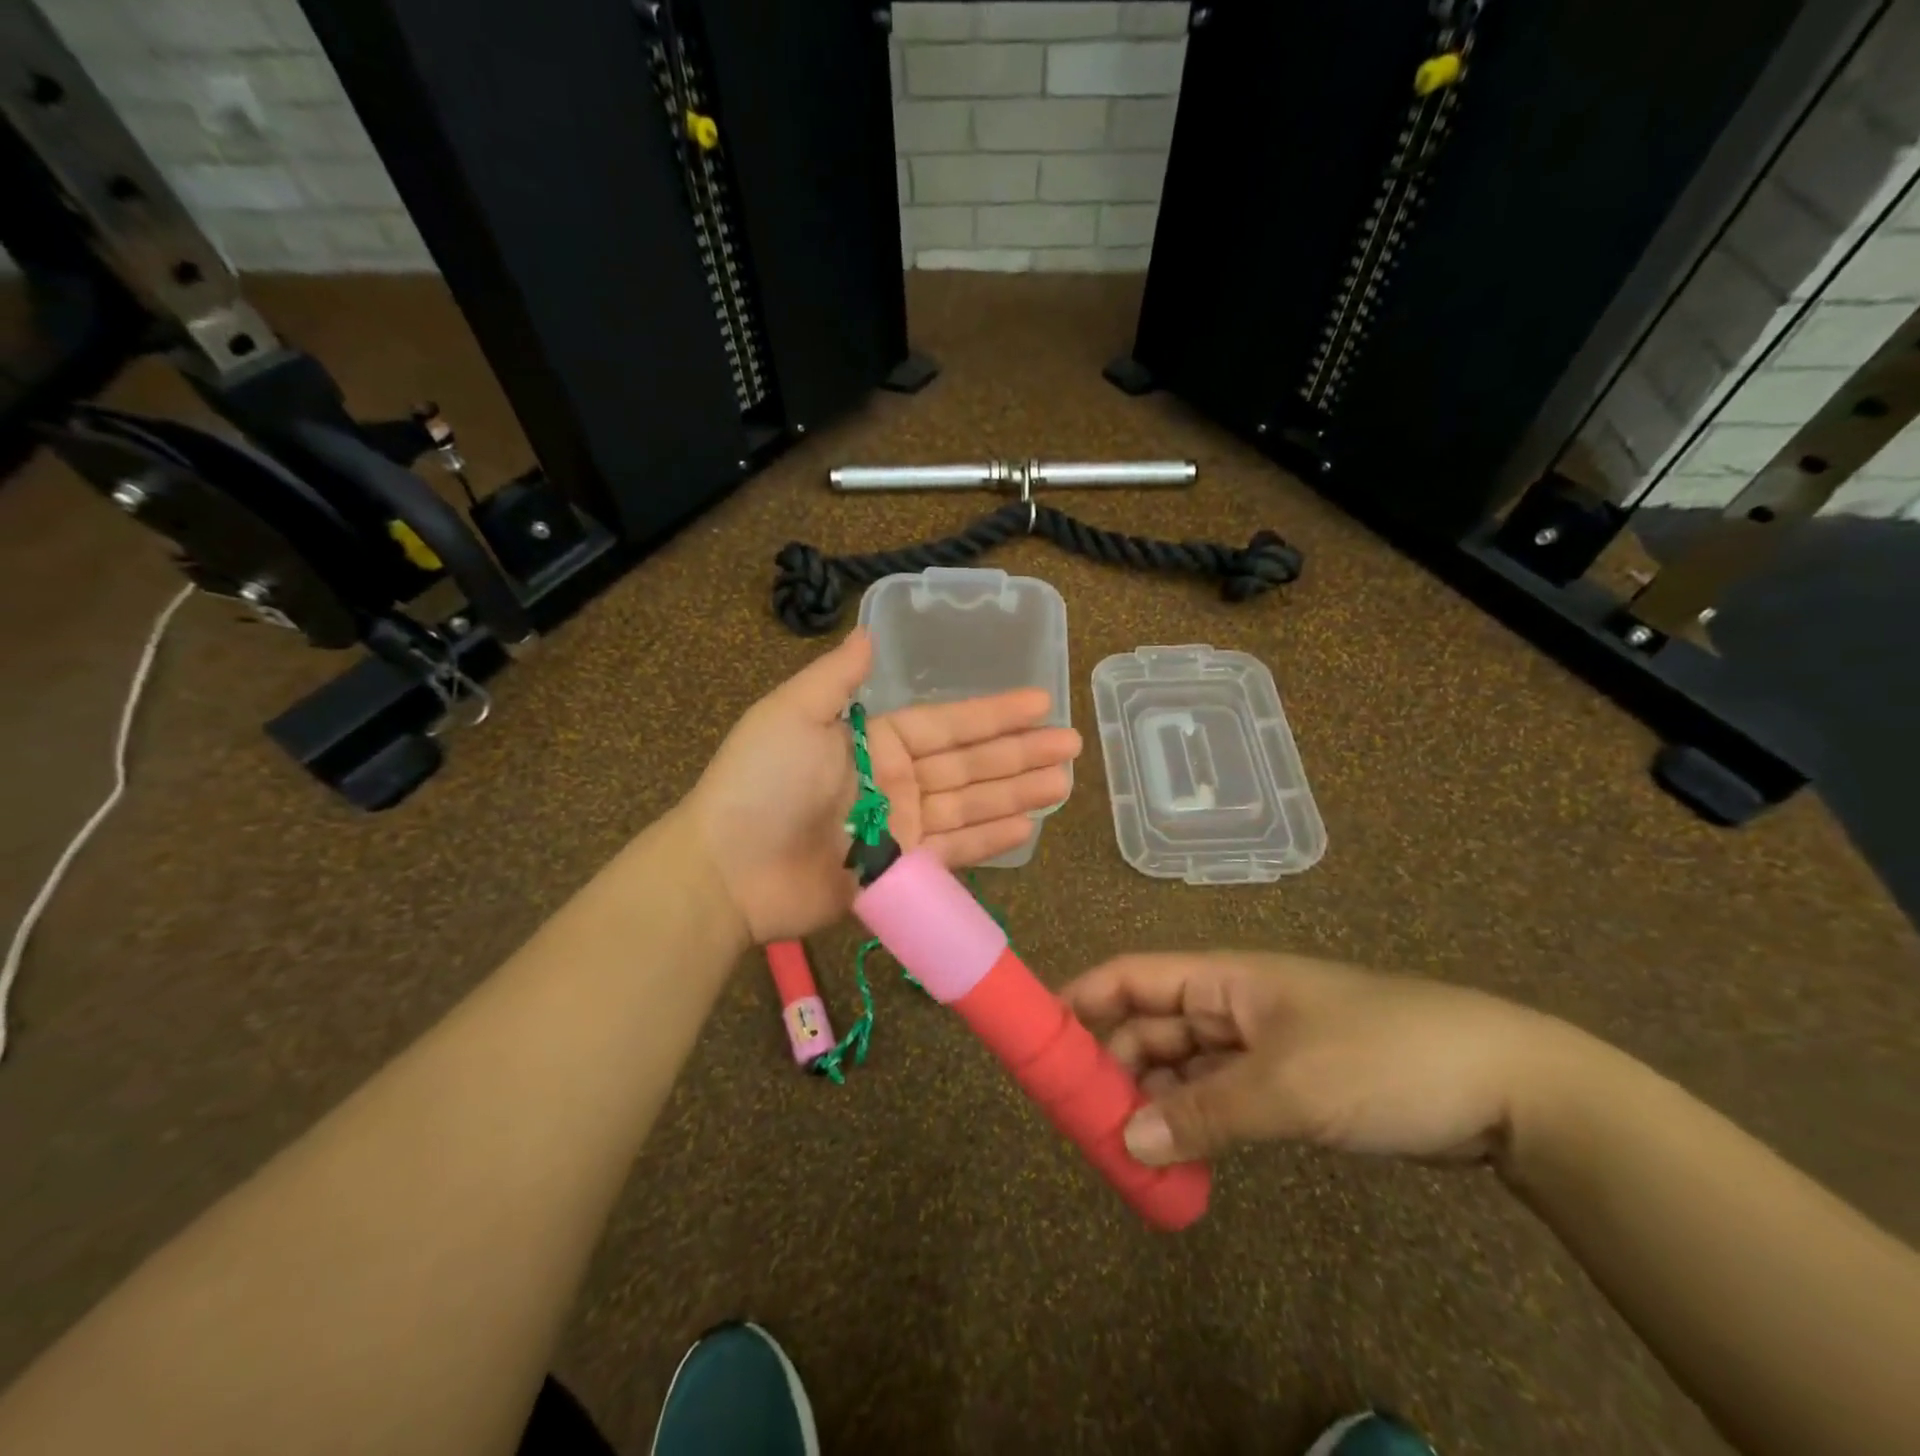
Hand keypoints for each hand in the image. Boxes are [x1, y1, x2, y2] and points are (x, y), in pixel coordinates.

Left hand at [686, 630, 1081, 942]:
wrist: (728, 868)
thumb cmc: (761, 783)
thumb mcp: (793, 714)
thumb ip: (837, 678)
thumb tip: (866, 631)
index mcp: (875, 741)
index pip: (948, 724)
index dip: (994, 713)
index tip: (1041, 701)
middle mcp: (895, 781)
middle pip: (970, 764)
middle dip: (1021, 753)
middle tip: (1072, 746)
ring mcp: (901, 829)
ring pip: (971, 806)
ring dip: (1017, 793)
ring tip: (1064, 784)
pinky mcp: (901, 872)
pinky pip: (954, 850)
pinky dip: (990, 839)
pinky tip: (1027, 825)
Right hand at [1062, 952, 1576, 1168]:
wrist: (1504, 1086)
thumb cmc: (1382, 1057)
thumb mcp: (1288, 1087)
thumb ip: (1203, 1115)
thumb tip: (1127, 1141)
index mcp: (1224, 979)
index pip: (1133, 975)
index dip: (1083, 996)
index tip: (1040, 1035)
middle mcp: (1231, 1005)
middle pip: (1150, 1024)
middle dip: (1112, 1063)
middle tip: (1078, 1118)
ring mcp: (1259, 1046)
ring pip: (1181, 1066)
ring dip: (1150, 1100)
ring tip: (1119, 1150)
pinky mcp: (1286, 1083)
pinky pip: (1217, 1098)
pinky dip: (1192, 1123)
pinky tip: (1175, 1159)